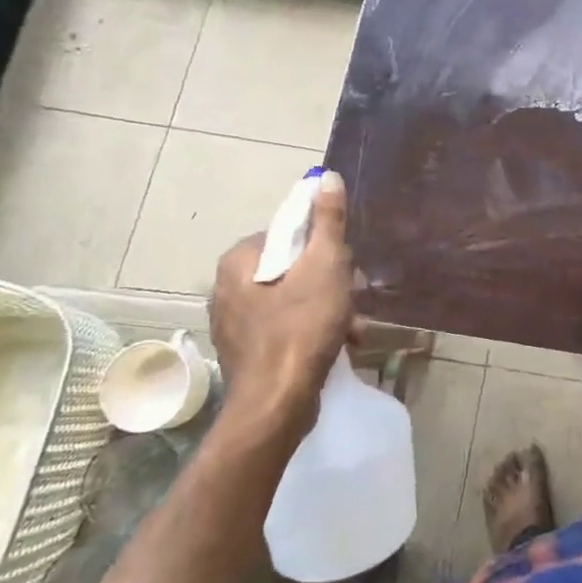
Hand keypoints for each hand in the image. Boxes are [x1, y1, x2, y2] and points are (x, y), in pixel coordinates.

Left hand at [209, 171, 353, 441]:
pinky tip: (339, 345)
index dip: (324, 245)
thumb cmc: (301, 329)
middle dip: (330, 282)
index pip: (288, 233)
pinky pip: (286, 327)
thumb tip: (324, 176)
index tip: (346, 265)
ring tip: (353, 329)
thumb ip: (327, 221)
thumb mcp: (325, 266)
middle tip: (354, 298)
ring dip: (328, 308)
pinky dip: (313, 331)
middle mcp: (227, 288)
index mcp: (239, 261)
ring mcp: (234, 324)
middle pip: (293, 267)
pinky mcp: (246, 353)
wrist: (276, 406)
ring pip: (293, 299)